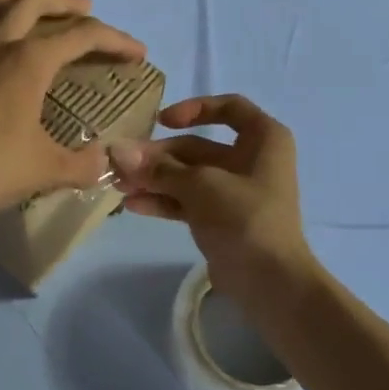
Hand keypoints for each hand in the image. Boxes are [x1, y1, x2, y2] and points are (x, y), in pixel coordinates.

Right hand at [110, 95, 317, 304]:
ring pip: (188, 176)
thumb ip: (159, 168)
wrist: (270, 281)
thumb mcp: (201, 186)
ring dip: (154, 179)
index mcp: (264, 139)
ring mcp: (235, 191)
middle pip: (198, 146)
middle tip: (121, 165)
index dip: (194, 109)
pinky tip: (133, 205)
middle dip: (158, 156)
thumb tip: (118, 151)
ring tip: (119, 186)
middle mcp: (251, 160)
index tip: (161, 121)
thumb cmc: (245, 218)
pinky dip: (163, 201)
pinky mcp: (220, 219)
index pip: (230, 108)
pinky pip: (187, 201)